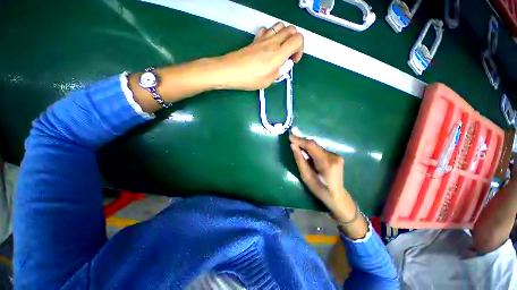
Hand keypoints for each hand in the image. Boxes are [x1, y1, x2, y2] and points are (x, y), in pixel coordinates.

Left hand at [216, 22, 303, 89]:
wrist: (231, 71)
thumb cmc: (249, 79)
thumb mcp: (268, 81)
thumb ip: (279, 72)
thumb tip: (285, 66)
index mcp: (278, 54)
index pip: (298, 39)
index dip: (300, 49)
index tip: (293, 60)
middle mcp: (273, 42)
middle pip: (291, 30)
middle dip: (294, 41)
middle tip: (288, 54)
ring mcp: (263, 39)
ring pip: (280, 26)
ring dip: (284, 35)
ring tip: (280, 48)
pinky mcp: (255, 39)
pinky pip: (267, 29)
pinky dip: (271, 34)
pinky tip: (268, 45)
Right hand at [289, 134, 357, 222]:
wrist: (337, 195)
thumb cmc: (319, 189)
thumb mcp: (306, 176)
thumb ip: (299, 159)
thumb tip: (293, 145)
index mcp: (326, 163)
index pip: (311, 146)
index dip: (299, 140)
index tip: (289, 136)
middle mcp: (333, 156)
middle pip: (314, 144)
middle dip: (302, 141)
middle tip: (291, 139)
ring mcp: (336, 155)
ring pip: (317, 146)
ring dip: (306, 145)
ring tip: (296, 144)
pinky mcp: (336, 155)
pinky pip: (320, 149)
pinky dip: (311, 149)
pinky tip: (305, 151)